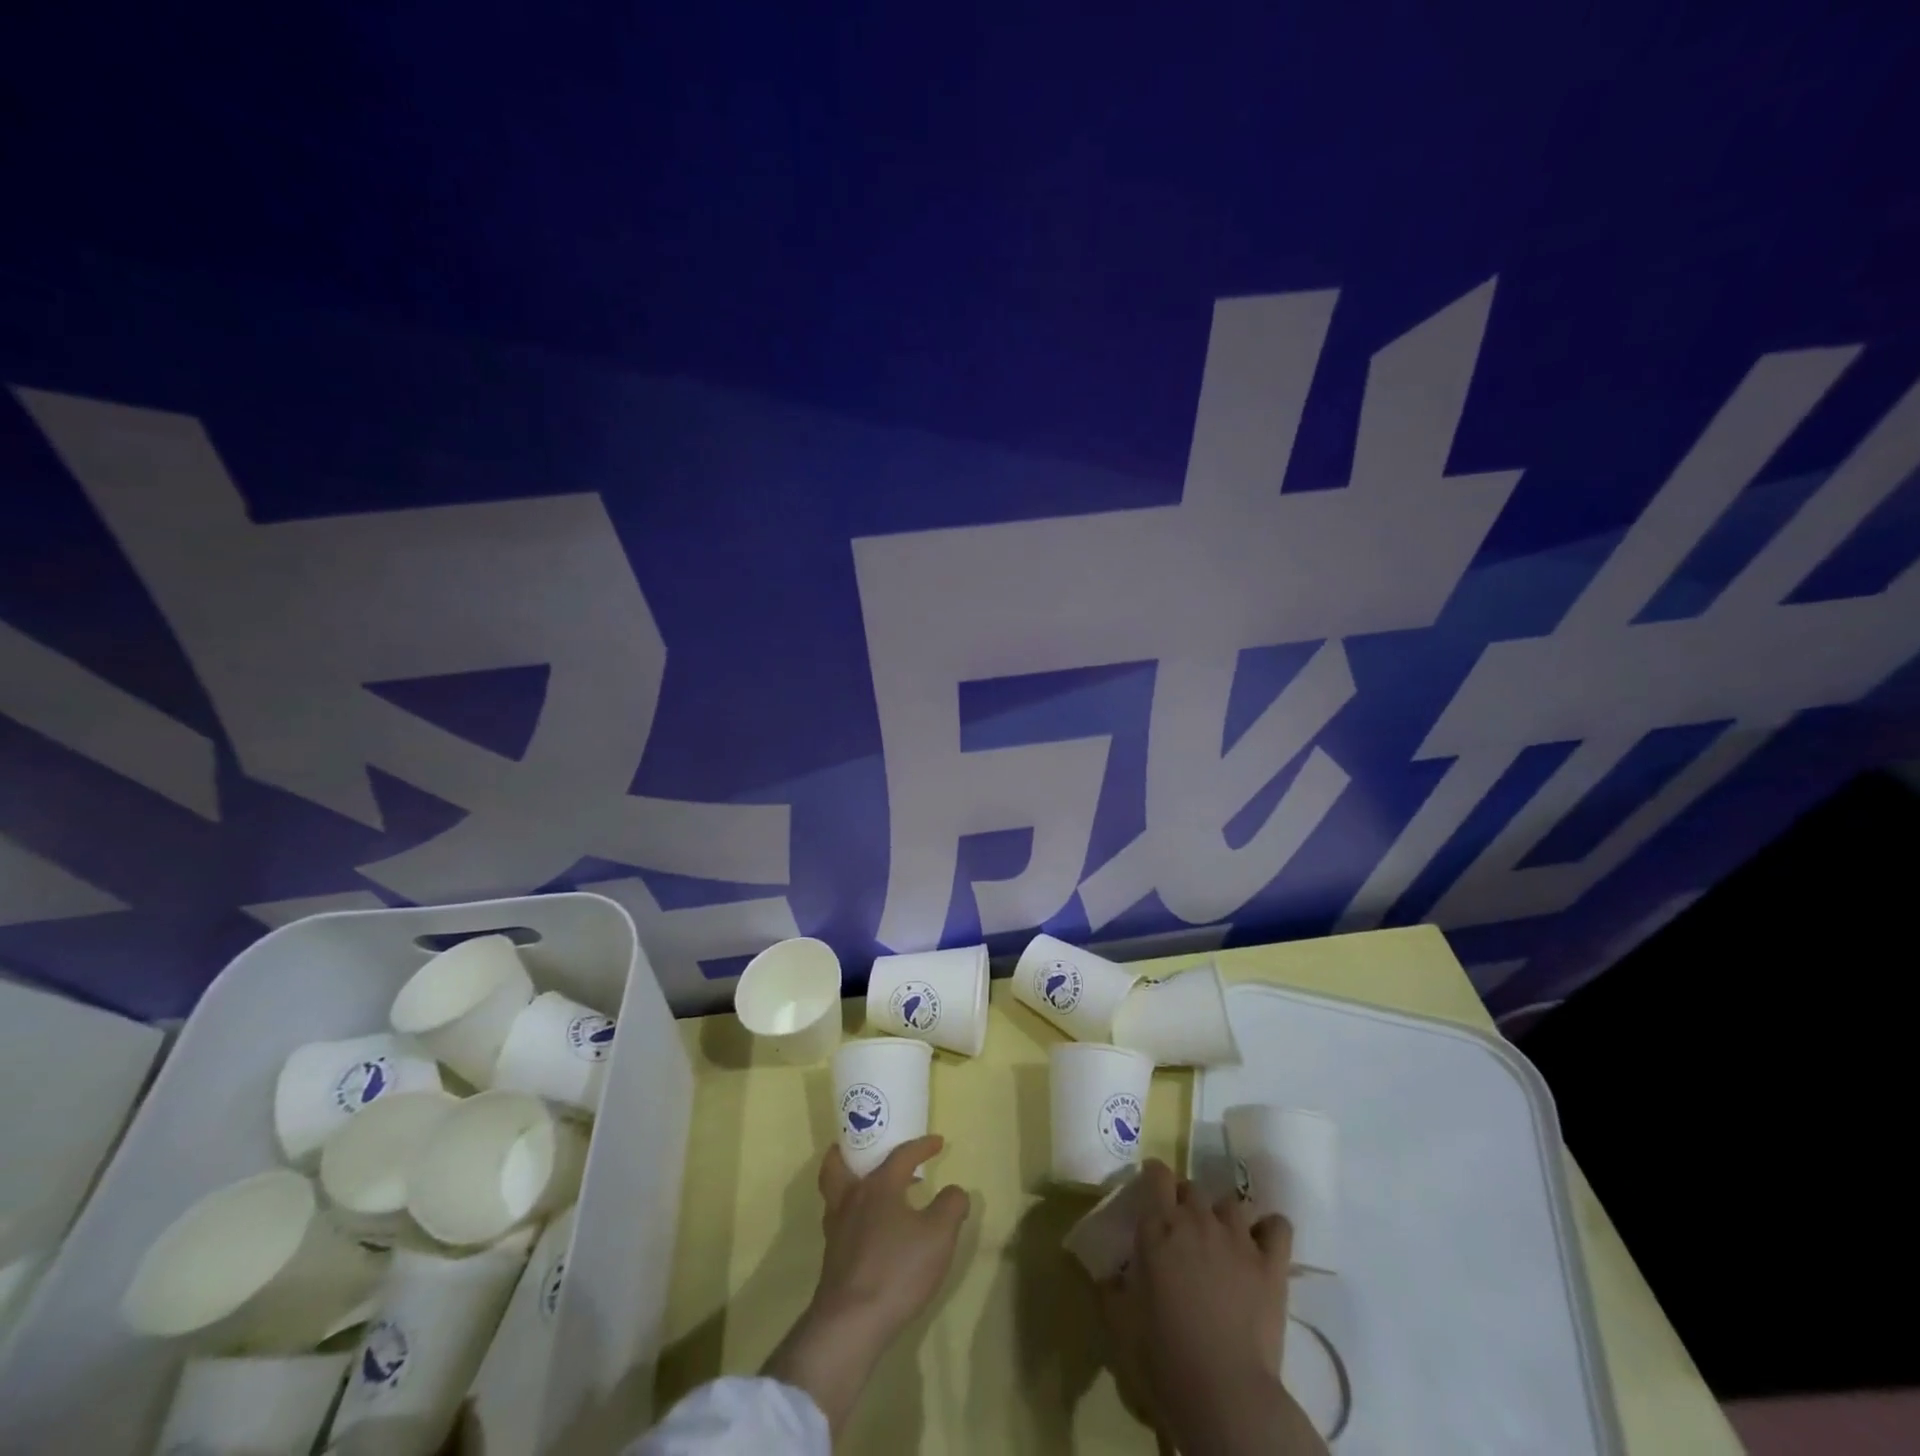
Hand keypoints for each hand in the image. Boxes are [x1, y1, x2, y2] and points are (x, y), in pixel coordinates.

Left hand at [763, 1137, 970, 1434]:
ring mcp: (837, 1228)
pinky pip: (839, 1219)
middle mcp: (851, 1198)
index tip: (938, 1142)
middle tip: (871, 1148)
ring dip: (851, 1181)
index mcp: (878, 1186)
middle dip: (854, 1151)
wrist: (850, 1324)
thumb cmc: (896, 1270)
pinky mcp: (832, 1257)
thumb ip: (951, 1206)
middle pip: (841, 1164)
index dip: (922, 1145)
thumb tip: (955, 1191)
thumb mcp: (939, 1236)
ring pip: (835, 1191)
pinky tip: (870, 1228)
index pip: (901, 1154)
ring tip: (872, 1187)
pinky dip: (852, 1212)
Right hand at [1097, 1159, 1325, 1455]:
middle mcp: (1197, 1220)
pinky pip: (1277, 1227)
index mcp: (1158, 1227)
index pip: (1157, 1175)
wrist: (1224, 1394)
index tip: (1151, 1190)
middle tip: (1182, 1232)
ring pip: (1230, 1204)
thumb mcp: (1119, 1323)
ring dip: (1222, 1217)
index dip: (1154, 1177)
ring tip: (1221, 1242)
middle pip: (1192, 1188)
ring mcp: (1237, 1238)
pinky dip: (1270, 1230)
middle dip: (1185, 1202)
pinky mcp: (1271, 1264)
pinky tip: (1263, 1244)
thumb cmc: (1163, 1357)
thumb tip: (1109, 1274)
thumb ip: (1111, 1288)